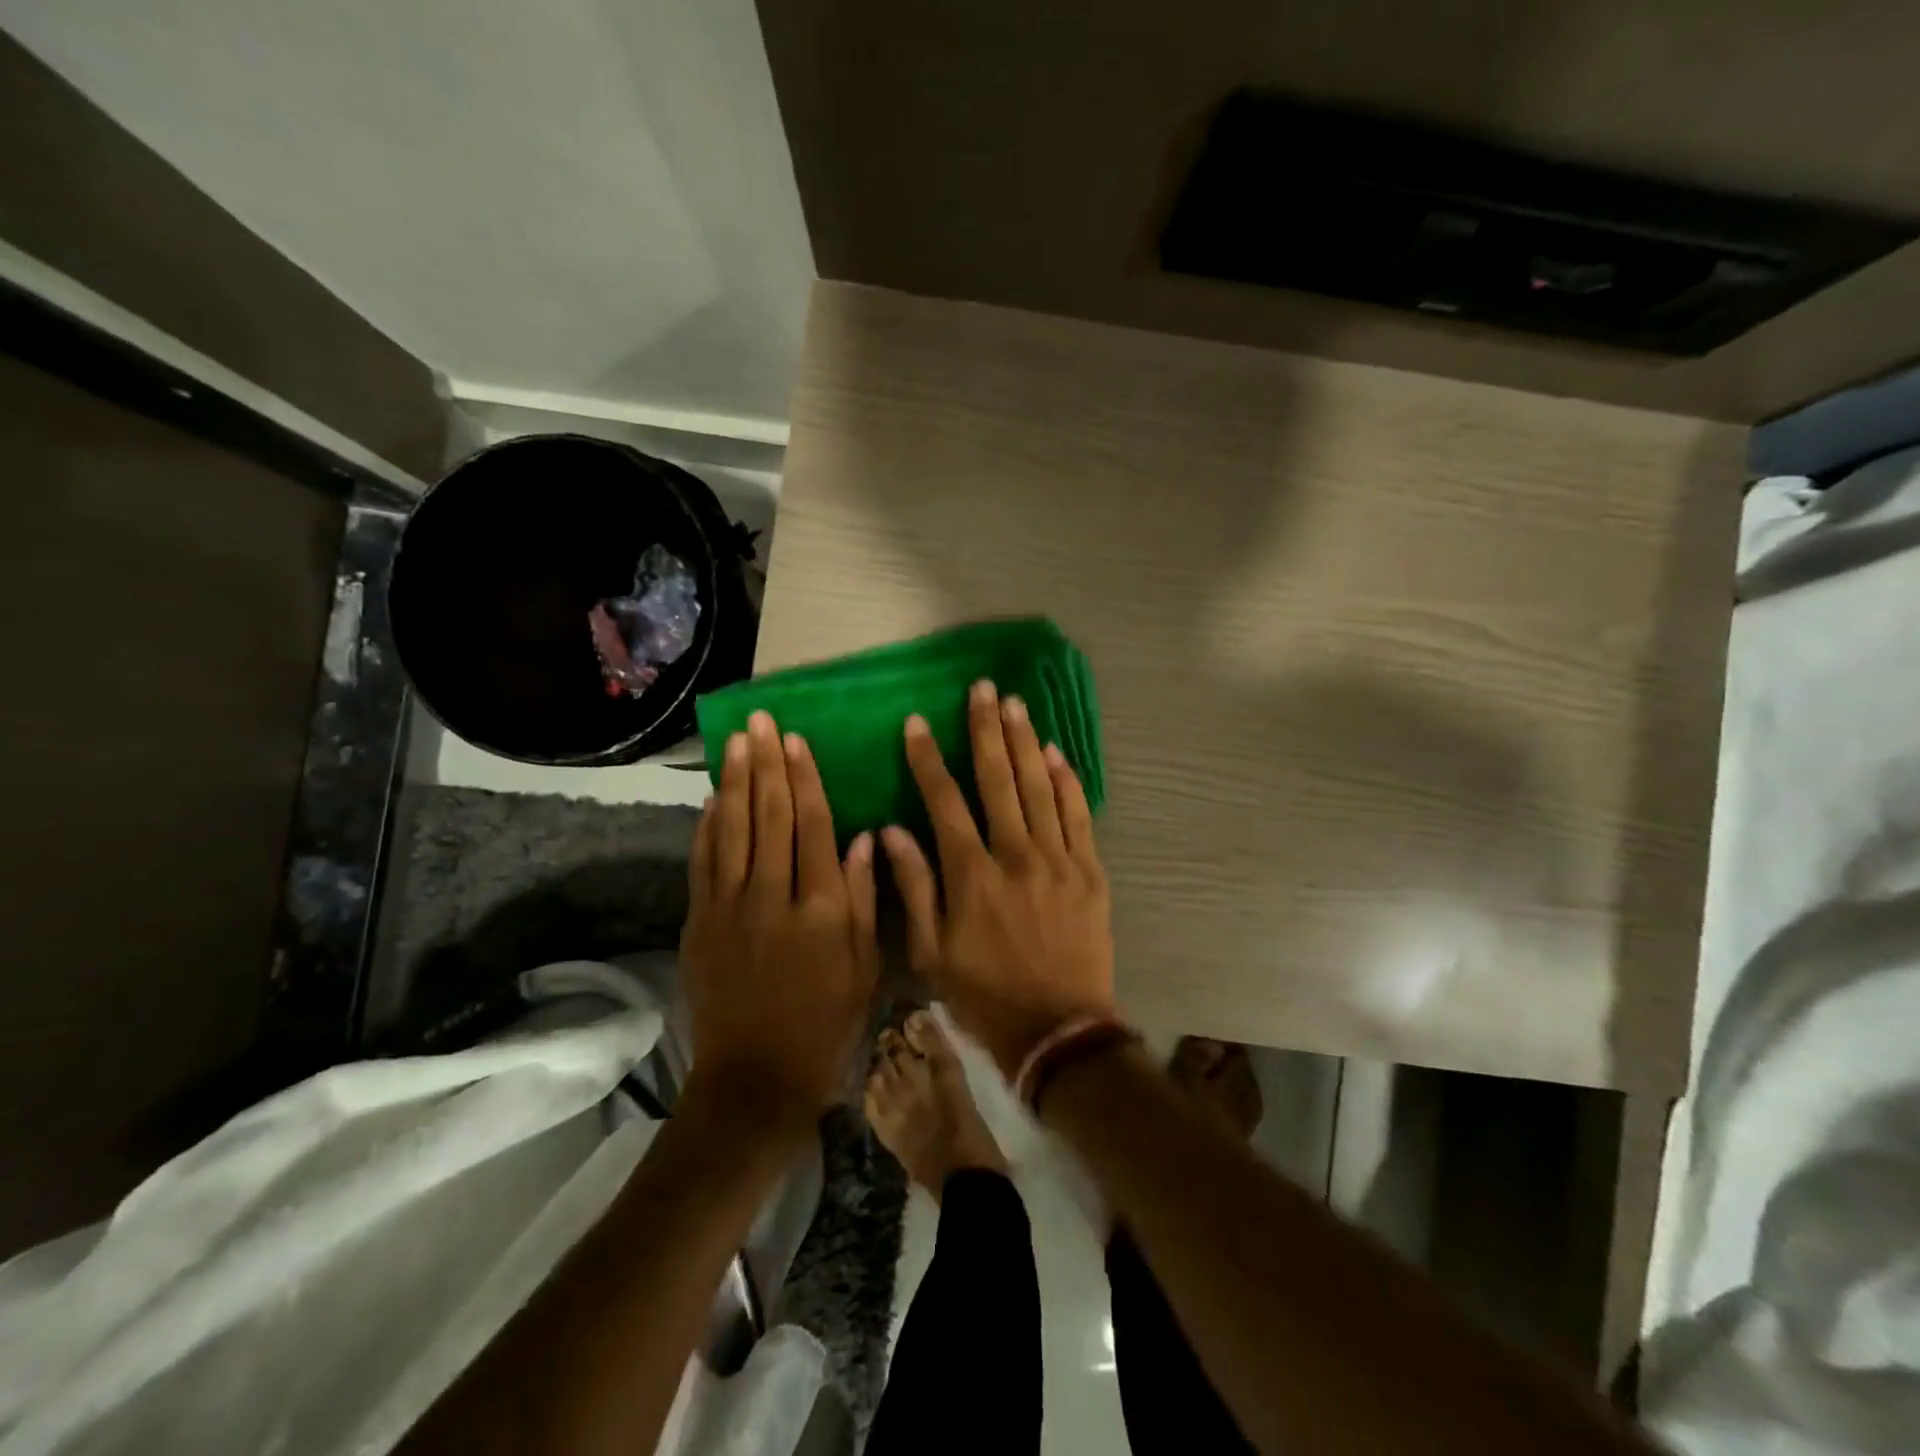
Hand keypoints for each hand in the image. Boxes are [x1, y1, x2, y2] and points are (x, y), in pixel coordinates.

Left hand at [681, 711, 877, 1124]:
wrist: (755, 1077)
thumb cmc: (827, 1023)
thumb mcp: (867, 966)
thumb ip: (867, 899)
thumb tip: (867, 837)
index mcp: (822, 907)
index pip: (812, 826)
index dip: (804, 779)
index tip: (796, 740)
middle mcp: (773, 896)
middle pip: (769, 816)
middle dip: (766, 764)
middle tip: (760, 721)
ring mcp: (729, 908)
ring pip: (731, 829)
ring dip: (733, 781)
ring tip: (735, 741)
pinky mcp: (699, 923)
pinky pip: (702, 862)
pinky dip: (706, 826)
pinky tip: (712, 798)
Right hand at [882, 680, 1114, 1076]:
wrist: (1059, 1032)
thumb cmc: (985, 995)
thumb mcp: (932, 953)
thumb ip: (913, 887)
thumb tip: (891, 832)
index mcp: (972, 875)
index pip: (944, 801)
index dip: (927, 760)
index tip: (917, 723)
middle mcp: (1015, 856)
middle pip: (998, 780)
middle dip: (986, 730)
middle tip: (982, 690)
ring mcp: (1059, 861)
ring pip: (1039, 788)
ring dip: (1025, 743)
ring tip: (1016, 704)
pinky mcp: (1090, 872)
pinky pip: (1079, 816)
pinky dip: (1067, 782)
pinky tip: (1057, 754)